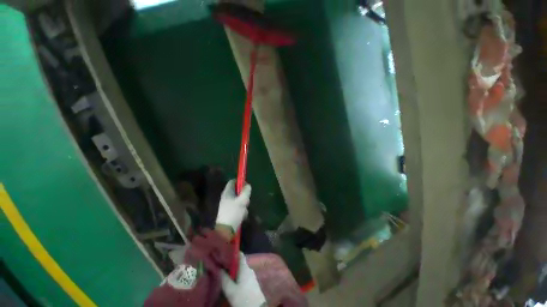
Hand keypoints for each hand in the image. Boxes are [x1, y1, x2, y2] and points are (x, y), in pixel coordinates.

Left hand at [215, 179, 251, 232]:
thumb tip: (248, 185)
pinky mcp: (230, 212)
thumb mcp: (242, 200)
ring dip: (243, 203)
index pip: (232, 182)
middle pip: (237, 191)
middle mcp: (226, 197)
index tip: (246, 185)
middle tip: (247, 199)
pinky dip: (241, 209)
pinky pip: (238, 207)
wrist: (226, 231)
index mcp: (227, 192)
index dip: (239, 181)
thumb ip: (246, 191)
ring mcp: (227, 205)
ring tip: (245, 209)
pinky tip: (243, 215)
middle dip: (243, 194)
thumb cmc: (233, 213)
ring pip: (238, 199)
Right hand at [221, 253, 265, 306]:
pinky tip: (232, 281)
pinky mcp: (252, 283)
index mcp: (245, 268)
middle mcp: (249, 269)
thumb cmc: (243, 298)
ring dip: (234, 271)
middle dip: (231, 263)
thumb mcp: (231, 290)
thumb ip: (224, 279)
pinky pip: (244, 275)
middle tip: (221, 264)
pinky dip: (237, 276)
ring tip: (224, 273)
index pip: (240, 255)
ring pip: (241, 270)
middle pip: (239, 262)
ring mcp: (252, 276)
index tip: (225, 252)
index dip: (233, 252)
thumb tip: (218, 268)